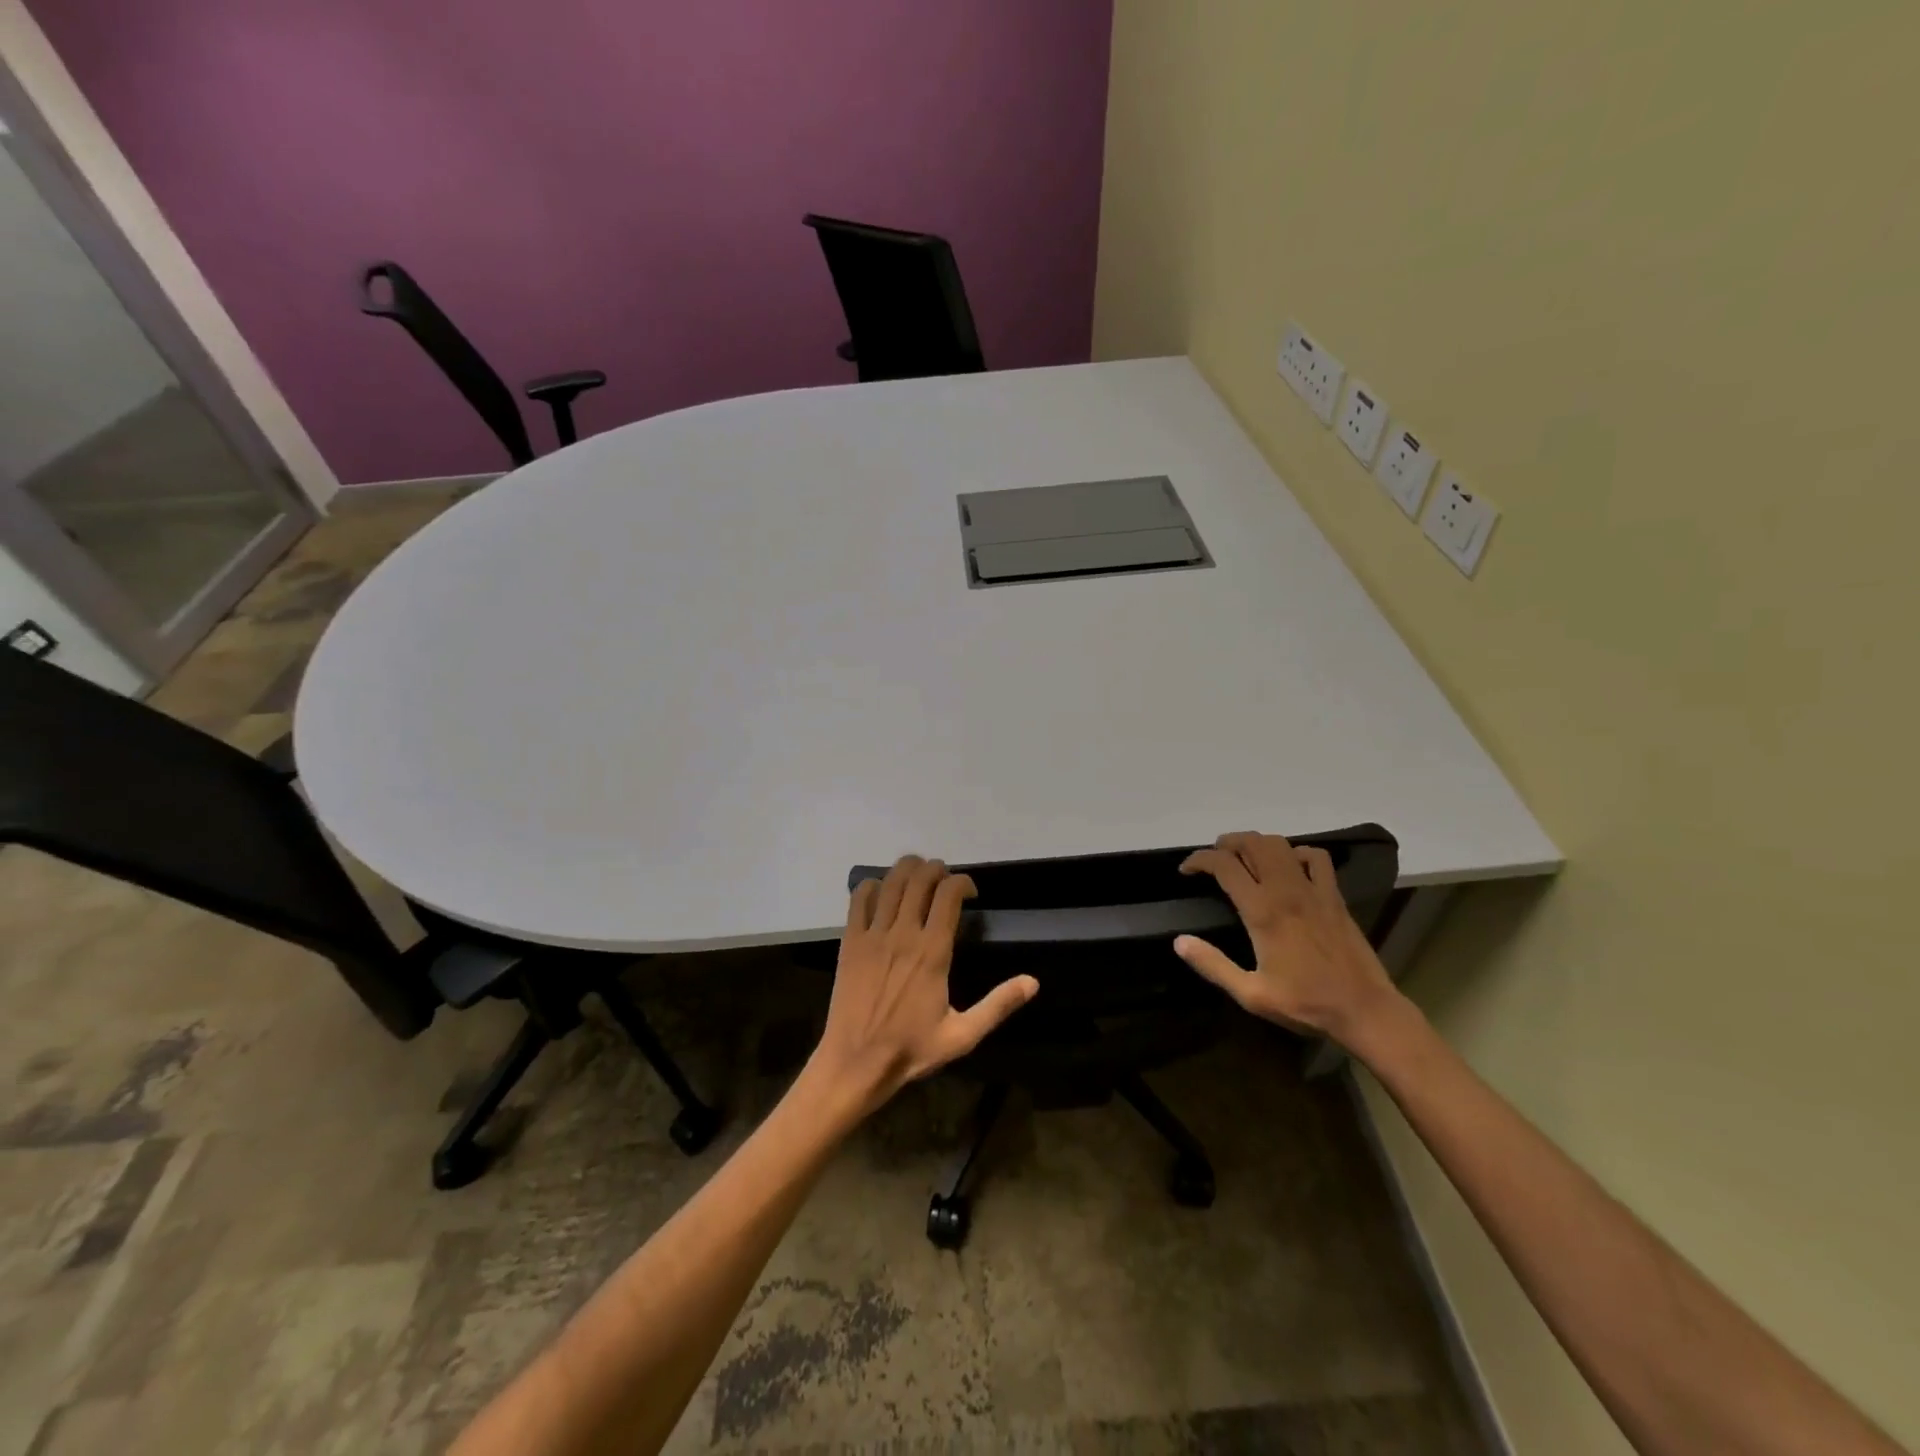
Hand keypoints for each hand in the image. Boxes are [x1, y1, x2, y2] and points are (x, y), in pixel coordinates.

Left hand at [808, 856, 1038, 1119]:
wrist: (856, 1062)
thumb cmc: (912, 1049)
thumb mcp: (963, 1035)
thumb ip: (998, 1005)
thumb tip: (1033, 982)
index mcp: (933, 951)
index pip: (949, 893)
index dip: (963, 882)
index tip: (970, 893)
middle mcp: (903, 933)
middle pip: (920, 877)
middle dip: (936, 869)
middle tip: (945, 882)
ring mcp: (874, 934)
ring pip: (891, 881)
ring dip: (908, 869)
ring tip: (918, 877)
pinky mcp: (850, 941)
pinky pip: (859, 898)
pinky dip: (873, 886)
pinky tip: (882, 893)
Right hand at [1175, 832, 1401, 1047]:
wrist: (1365, 1010)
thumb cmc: (1305, 1004)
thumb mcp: (1251, 994)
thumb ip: (1213, 965)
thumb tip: (1179, 941)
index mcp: (1262, 912)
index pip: (1224, 866)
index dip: (1199, 860)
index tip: (1186, 871)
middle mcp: (1286, 891)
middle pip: (1252, 843)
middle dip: (1227, 843)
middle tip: (1214, 859)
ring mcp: (1314, 890)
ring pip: (1281, 845)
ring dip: (1257, 843)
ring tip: (1244, 858)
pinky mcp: (1334, 896)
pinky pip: (1316, 858)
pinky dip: (1296, 853)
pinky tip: (1289, 867)